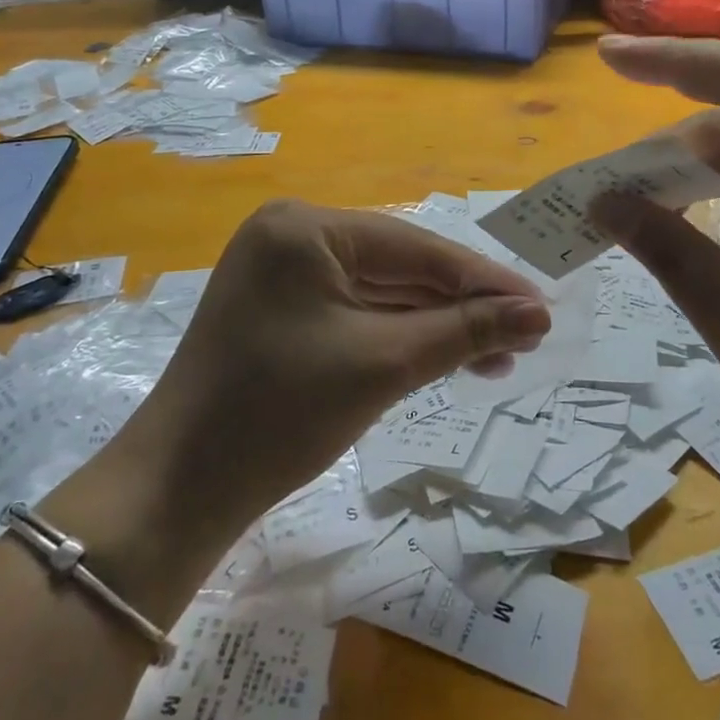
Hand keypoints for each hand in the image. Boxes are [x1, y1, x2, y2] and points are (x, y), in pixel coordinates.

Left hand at [123, 200, 549, 548]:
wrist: (178, 492)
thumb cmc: (279, 414)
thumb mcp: (384, 364)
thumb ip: (465, 331)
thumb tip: (539, 313)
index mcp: (306, 227)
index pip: (415, 248)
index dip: (483, 279)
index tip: (541, 305)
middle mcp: (292, 236)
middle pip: (399, 268)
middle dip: (461, 306)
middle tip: (526, 336)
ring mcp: (282, 273)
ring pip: (380, 293)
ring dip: (436, 325)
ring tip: (496, 358)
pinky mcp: (281, 310)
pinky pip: (355, 313)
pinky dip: (399, 336)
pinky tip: (445, 356)